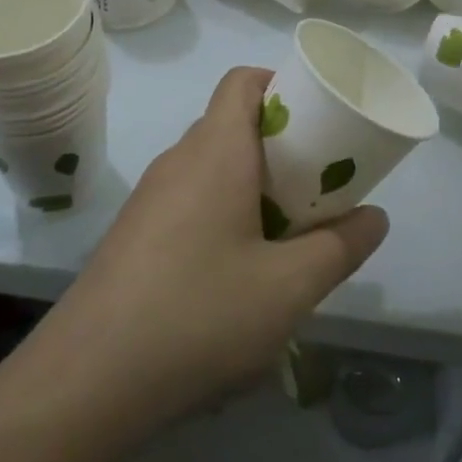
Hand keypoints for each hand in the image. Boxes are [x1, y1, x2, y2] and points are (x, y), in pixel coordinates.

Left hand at [36, 67, 387, 440]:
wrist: (87, 380)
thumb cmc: (198, 315)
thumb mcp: (289, 288)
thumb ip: (340, 248)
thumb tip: (375, 218)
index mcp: (215, 150)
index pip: (242, 81)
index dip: (282, 84)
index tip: (318, 121)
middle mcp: (178, 160)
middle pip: (231, 124)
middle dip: (279, 145)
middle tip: (316, 185)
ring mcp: (149, 198)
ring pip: (210, 167)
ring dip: (251, 185)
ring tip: (285, 233)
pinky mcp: (134, 235)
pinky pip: (188, 201)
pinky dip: (222, 213)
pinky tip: (236, 273)